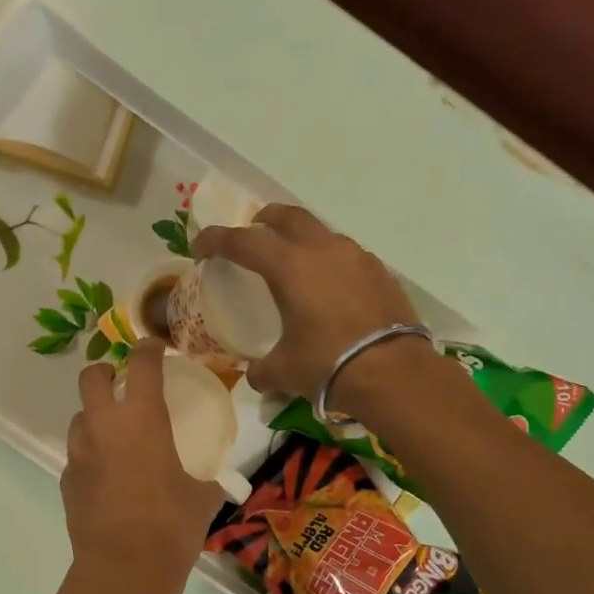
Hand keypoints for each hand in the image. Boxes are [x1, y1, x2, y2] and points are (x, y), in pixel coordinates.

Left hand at [61, 340, 224, 593]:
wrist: (123, 571)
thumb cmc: (171, 527)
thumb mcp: (202, 498)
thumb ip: (208, 479)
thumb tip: (217, 480)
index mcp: (142, 418)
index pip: (140, 363)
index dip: (148, 348)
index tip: (156, 348)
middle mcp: (104, 426)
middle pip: (90, 377)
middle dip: (104, 371)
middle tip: (122, 383)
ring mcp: (80, 453)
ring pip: (79, 417)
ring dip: (95, 417)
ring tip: (116, 436)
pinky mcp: (67, 481)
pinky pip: (78, 455)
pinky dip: (91, 455)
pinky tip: (108, 477)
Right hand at [191, 205, 420, 401]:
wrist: (394, 373)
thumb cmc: (328, 364)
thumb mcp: (284, 371)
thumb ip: (262, 370)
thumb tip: (256, 376)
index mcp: (289, 267)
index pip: (243, 241)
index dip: (215, 240)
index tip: (199, 246)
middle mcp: (322, 251)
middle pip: (287, 217)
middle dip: (263, 220)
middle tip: (252, 232)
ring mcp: (356, 257)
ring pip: (320, 233)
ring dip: (300, 239)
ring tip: (293, 262)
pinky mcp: (380, 273)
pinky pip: (346, 255)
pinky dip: (329, 262)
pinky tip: (329, 287)